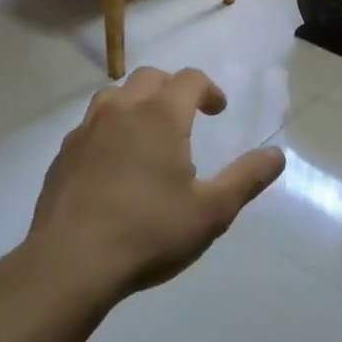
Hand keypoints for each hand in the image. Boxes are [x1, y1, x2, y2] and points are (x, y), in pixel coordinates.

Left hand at [24, 67, 284, 305]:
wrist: (69, 263)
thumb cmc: (148, 232)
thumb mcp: (211, 211)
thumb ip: (247, 178)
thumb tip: (277, 155)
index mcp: (160, 115)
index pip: (190, 79)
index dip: (209, 89)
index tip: (218, 110)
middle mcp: (122, 110)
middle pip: (151, 78)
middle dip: (173, 88)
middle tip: (186, 116)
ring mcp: (86, 130)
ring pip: (115, 96)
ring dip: (137, 103)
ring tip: (148, 134)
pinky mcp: (63, 154)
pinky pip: (91, 126)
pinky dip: (110, 130)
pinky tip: (114, 164)